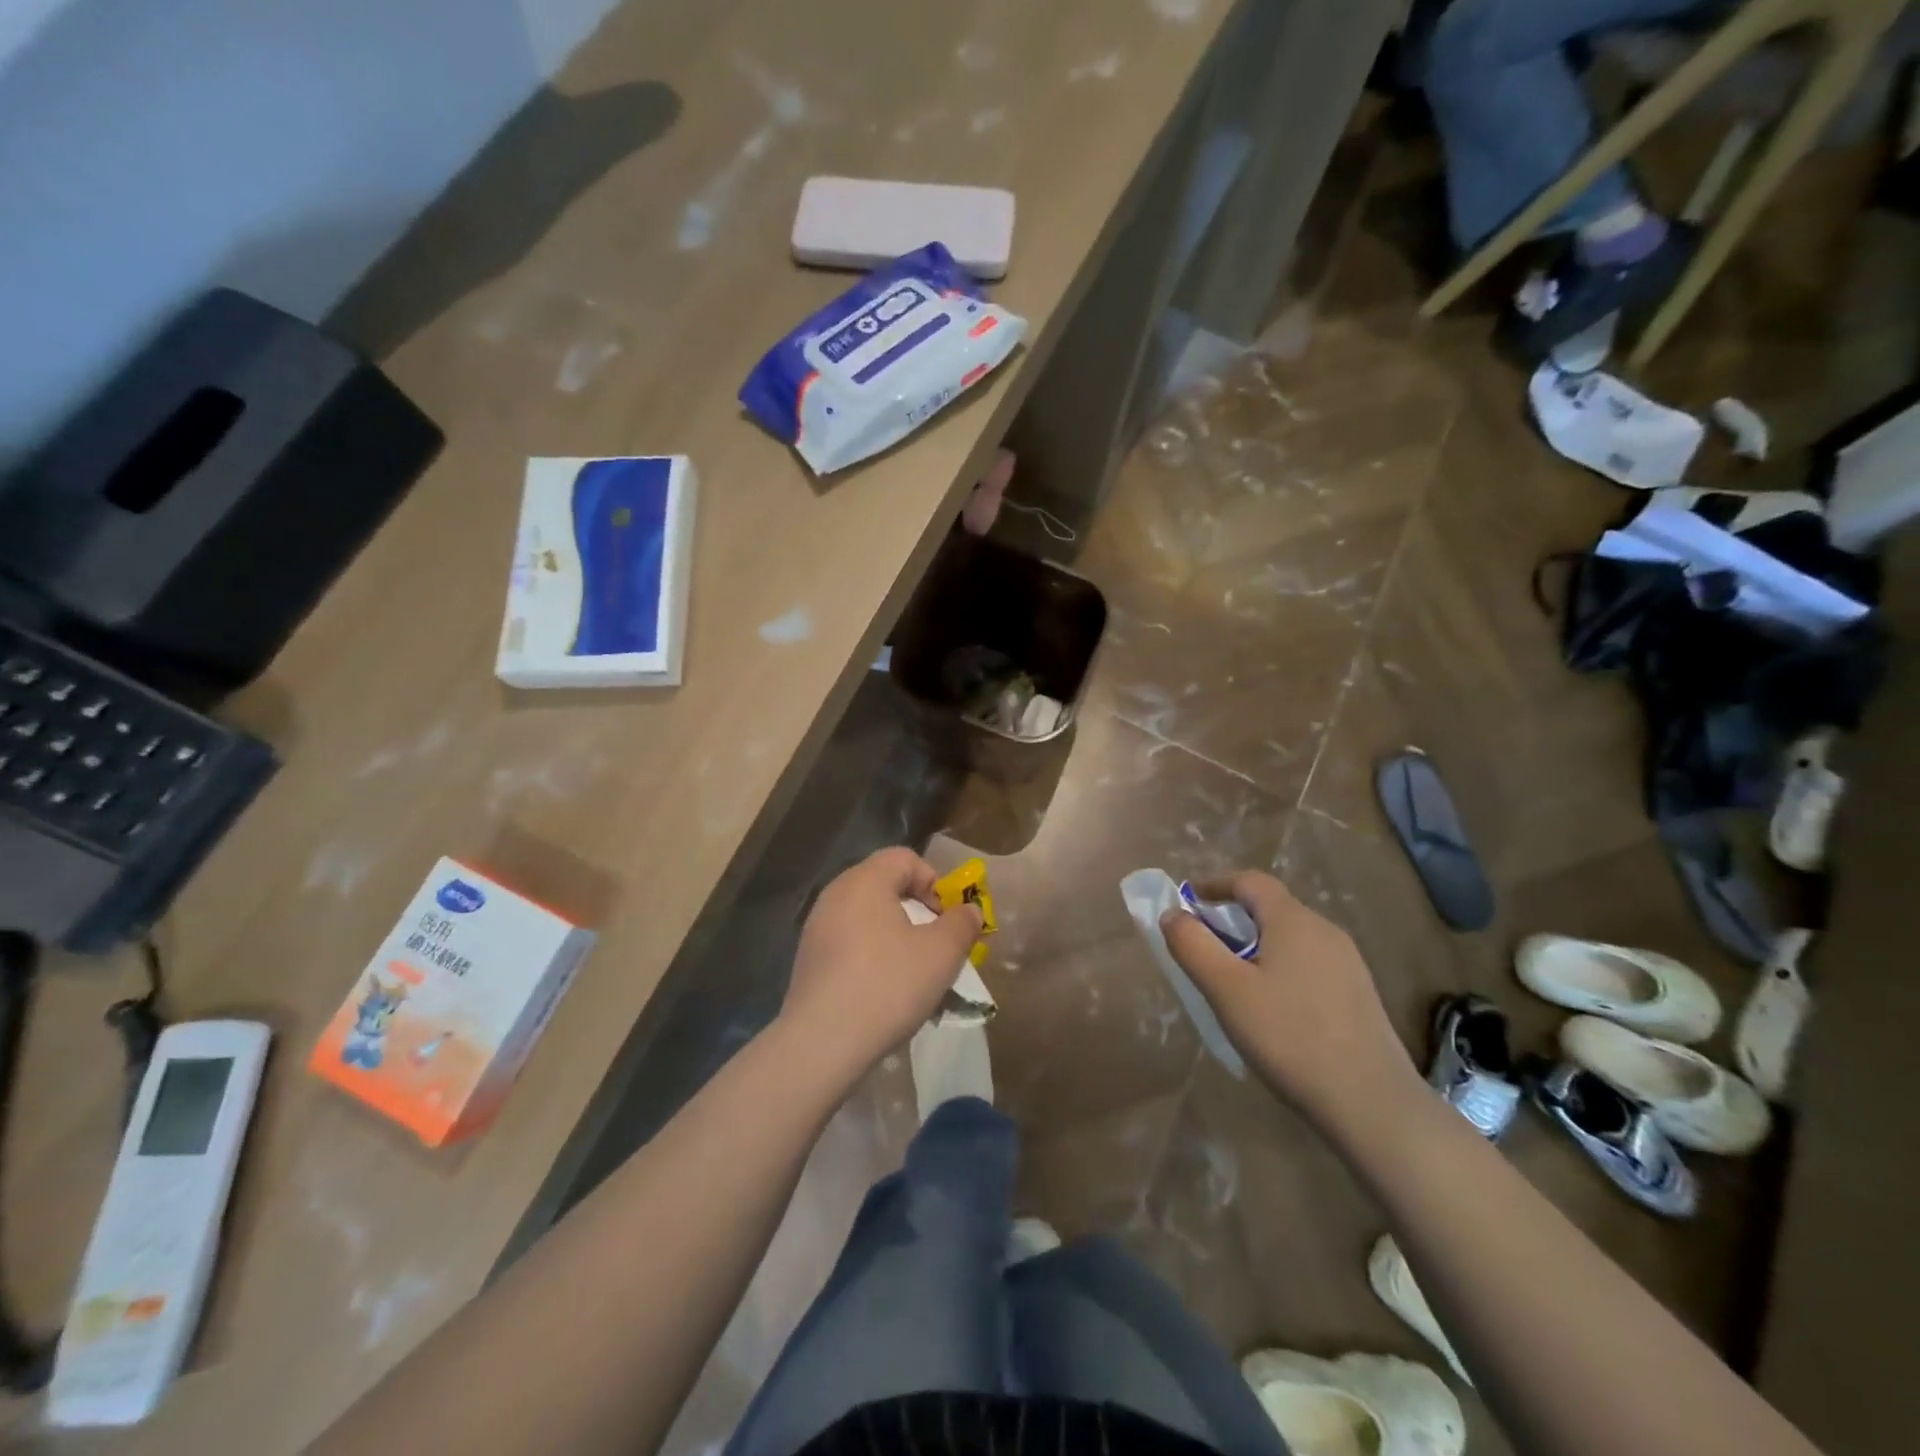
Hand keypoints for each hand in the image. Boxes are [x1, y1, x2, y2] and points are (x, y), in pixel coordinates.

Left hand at [779, 848, 982, 1082]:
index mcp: (865, 881)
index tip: (947, 919)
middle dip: (917, 909)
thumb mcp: (941, 953)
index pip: (905, 858)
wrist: (822, 1042)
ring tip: (912, 971)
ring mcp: (817, 927)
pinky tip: (882, 990)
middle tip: (936, 944)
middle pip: (885, 884)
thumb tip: (969, 910)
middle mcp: (836, 894)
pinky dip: (871, 954)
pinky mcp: (809, 958)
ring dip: (895, 934)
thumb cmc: (888, 985)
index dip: (934, 881)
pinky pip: (849, 941)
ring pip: (867, 915)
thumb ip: (962, 924)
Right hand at [1162, 871, 1420, 1131]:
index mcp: (1293, 920)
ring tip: (1232, 981)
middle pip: (1271, 908)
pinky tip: (1273, 1009)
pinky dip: (1280, 968)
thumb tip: (1172, 914)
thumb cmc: (1290, 1037)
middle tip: (1203, 947)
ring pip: (1290, 938)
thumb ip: (1192, 946)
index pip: (1249, 881)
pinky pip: (1308, 964)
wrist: (1373, 1104)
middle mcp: (1325, 930)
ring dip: (1256, 945)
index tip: (1187, 902)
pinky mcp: (1359, 995)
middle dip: (1232, 917)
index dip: (1214, 884)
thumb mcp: (1226, 990)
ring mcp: (1348, 963)